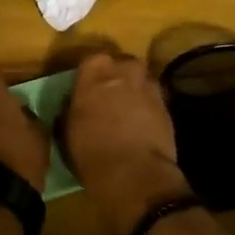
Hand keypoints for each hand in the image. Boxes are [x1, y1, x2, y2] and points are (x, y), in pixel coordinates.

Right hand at [62, 54, 191, 234]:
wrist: (134, 173)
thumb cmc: (91, 151)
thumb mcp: (67, 130)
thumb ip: (72, 109)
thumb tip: (73, 105)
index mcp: (95, 74)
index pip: (92, 60)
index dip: (90, 74)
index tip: (86, 88)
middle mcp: (124, 73)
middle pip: (123, 64)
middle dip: (118, 75)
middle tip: (110, 94)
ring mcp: (149, 88)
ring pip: (143, 78)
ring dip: (136, 88)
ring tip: (129, 107)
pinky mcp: (167, 107)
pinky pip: (155, 98)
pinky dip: (149, 106)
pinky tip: (143, 123)